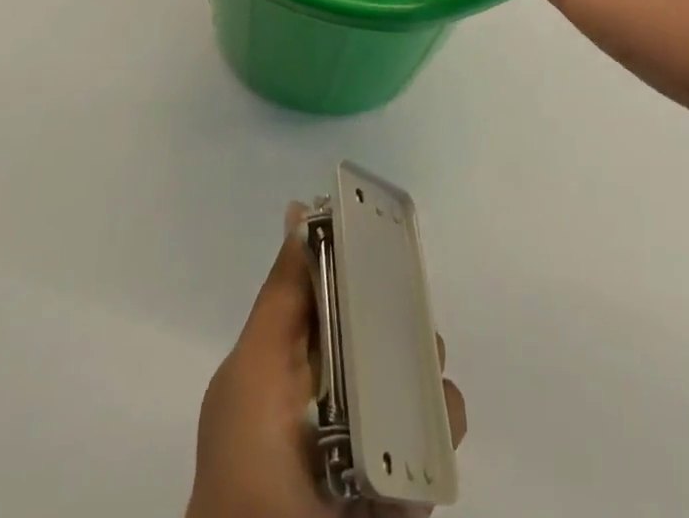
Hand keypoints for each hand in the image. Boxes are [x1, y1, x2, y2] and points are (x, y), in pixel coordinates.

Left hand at [188, 205, 466, 517]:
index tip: (384, 234)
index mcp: (297, 355)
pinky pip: (439, 437)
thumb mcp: (253, 372)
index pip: (337, 287)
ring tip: (414, 387)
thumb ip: (282, 296)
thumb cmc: (249, 467)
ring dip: (427, 371)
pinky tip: (421, 437)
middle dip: (403, 314)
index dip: (360, 258)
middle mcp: (337, 386)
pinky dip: (440, 429)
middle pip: (386, 325)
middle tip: (406, 317)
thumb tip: (299, 208)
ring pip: (420, 376)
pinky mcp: (405, 480)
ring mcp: (372, 434)